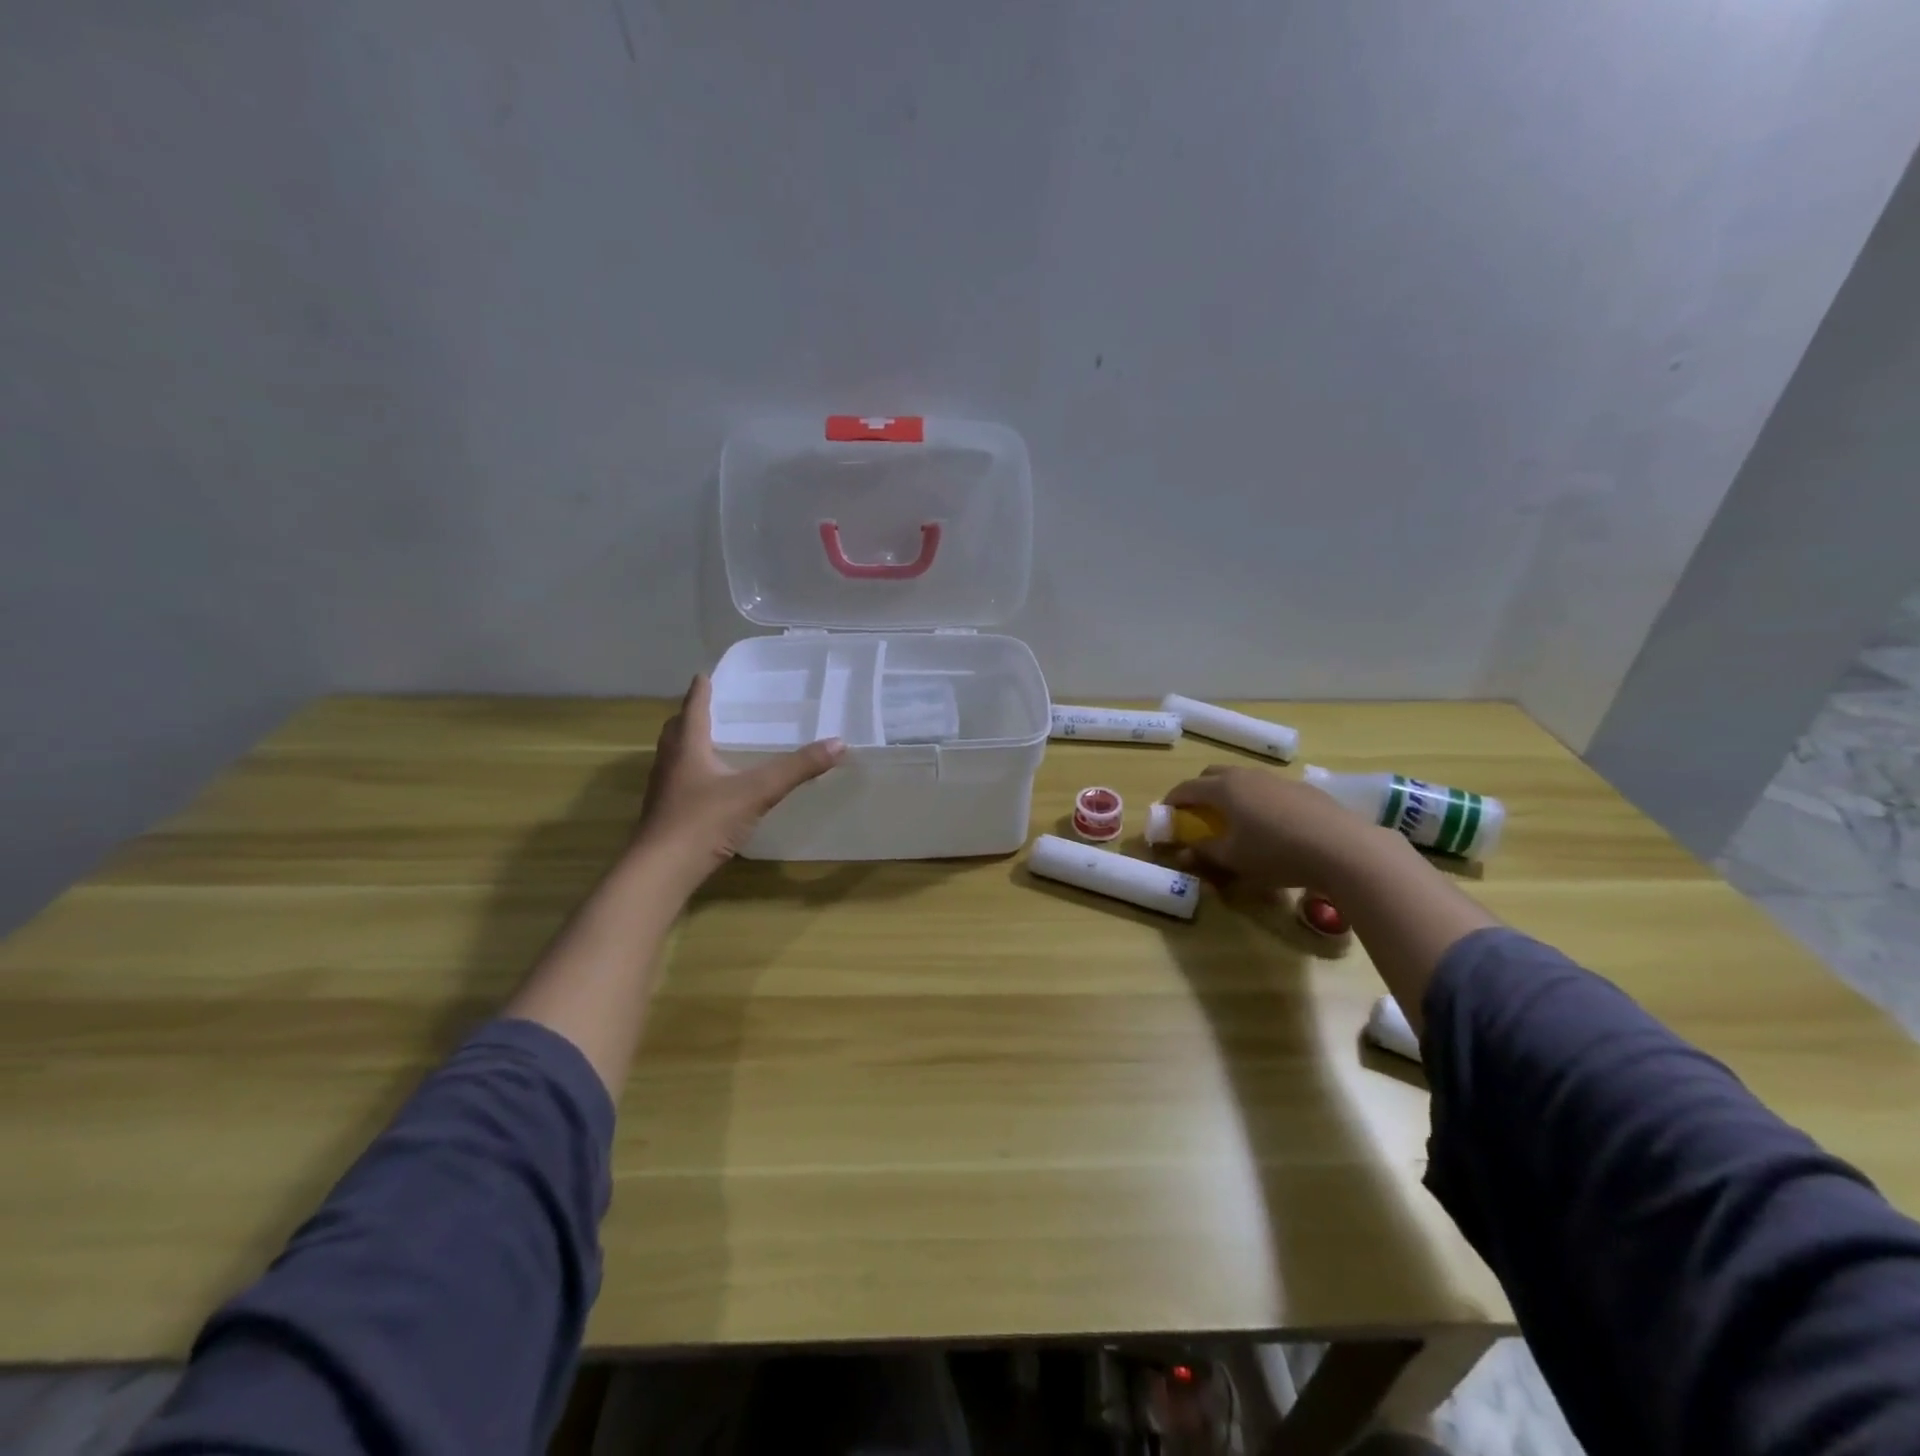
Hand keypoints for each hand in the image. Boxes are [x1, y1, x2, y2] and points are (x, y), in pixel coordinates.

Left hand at [633, 676, 845, 890]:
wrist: (661, 871)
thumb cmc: (704, 821)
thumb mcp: (757, 792)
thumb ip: (796, 768)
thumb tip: (839, 743)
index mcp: (688, 747)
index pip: (694, 707)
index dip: (701, 690)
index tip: (706, 675)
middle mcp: (671, 762)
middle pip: (677, 730)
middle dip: (691, 716)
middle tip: (711, 708)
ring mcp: (664, 790)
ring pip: (674, 756)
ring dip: (689, 744)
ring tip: (713, 743)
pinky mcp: (665, 815)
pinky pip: (679, 782)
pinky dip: (693, 773)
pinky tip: (711, 787)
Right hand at [1162, 765, 1394, 890]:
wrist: (1344, 848)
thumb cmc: (1276, 853)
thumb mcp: (1233, 859)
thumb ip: (1204, 853)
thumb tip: (1183, 853)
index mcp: (1224, 789)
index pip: (1187, 788)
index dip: (1173, 800)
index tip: (1166, 813)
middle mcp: (1248, 776)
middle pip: (1214, 774)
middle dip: (1200, 790)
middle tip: (1198, 813)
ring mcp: (1278, 780)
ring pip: (1245, 780)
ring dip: (1231, 794)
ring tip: (1235, 819)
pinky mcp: (1305, 790)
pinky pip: (1270, 790)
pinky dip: (1259, 801)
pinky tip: (1272, 826)